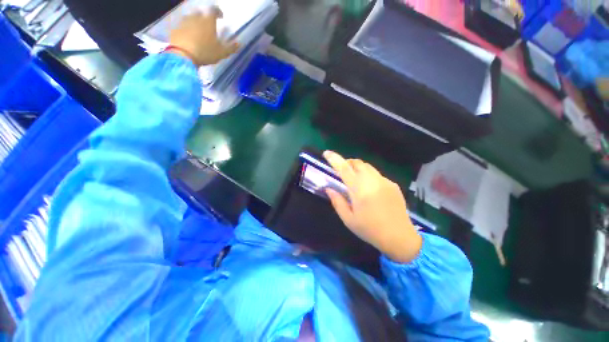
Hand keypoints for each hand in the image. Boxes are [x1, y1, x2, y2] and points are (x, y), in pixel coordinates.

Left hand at [169, 8, 238, 65]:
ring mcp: (184, 22)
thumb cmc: (205, 52)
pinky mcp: (176, 28)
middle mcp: (196, 17)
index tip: (221, 17)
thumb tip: (239, 43)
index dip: (218, 12)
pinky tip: (189, 37)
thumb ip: (231, 48)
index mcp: (208, 21)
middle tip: (209, 26)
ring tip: (199, 32)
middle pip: (201, 13)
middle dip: (206, 18)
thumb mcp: (222, 53)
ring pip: (192, 19)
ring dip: (196, 23)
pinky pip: (183, 26)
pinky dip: (187, 29)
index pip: (214, 10)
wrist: (183, 55)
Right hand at [323, 151, 421, 263]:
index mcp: (360, 190)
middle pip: (357, 163)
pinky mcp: (393, 184)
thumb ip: (337, 201)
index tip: (326, 153)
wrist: (400, 237)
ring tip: (354, 179)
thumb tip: (328, 189)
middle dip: (347, 163)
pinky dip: (368, 176)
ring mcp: (385, 181)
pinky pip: (377, 174)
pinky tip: (369, 189)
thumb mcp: (348, 219)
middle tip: (341, 171)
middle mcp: (373, 181)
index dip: (334, 159)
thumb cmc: (370, 230)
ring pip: (368, 167)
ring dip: (358, 168)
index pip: (344, 168)